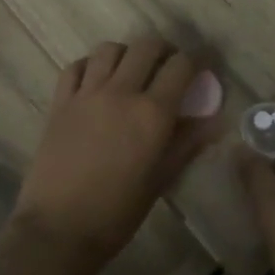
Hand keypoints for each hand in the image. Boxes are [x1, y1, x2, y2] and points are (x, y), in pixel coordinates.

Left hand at [11, 37, 219, 263]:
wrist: (59, 228)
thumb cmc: (117, 213)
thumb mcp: (160, 180)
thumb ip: (187, 144)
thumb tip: (214, 121)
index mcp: (152, 113)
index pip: (181, 66)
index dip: (196, 62)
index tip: (201, 68)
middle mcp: (121, 92)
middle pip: (146, 47)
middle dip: (164, 51)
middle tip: (168, 68)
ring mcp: (86, 93)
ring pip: (109, 49)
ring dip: (126, 54)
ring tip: (131, 72)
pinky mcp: (59, 102)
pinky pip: (76, 66)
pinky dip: (90, 65)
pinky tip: (96, 81)